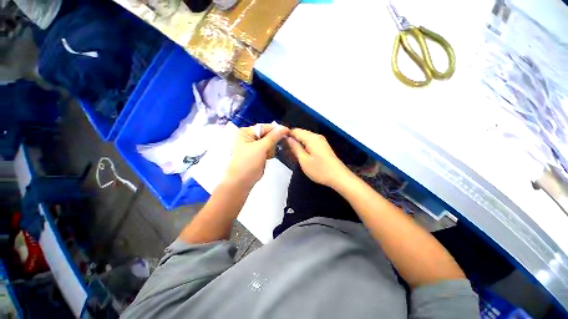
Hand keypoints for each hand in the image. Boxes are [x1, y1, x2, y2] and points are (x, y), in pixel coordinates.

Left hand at [224, 124, 288, 188]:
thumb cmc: (248, 163)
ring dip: (271, 149)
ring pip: (270, 142)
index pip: (264, 127)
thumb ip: (273, 137)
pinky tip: (267, 158)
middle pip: (268, 134)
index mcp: (246, 132)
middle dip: (271, 142)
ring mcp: (254, 145)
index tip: (288, 131)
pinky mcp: (259, 153)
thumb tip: (284, 128)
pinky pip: (269, 149)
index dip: (276, 129)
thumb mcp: (260, 148)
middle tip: (268, 151)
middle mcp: (250, 137)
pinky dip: (270, 153)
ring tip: (266, 156)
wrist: (242, 181)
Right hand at [287, 128, 352, 188]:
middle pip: (301, 133)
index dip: (287, 134)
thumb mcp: (304, 160)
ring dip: (298, 143)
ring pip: (306, 138)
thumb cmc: (320, 170)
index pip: (295, 131)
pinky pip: (311, 142)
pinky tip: (301, 153)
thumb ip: (295, 147)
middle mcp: (317, 136)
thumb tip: (288, 138)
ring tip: (291, 152)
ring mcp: (321, 141)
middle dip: (292, 139)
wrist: (339, 177)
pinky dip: (304, 146)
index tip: (280, 141)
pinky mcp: (323, 146)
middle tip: (285, 149)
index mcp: (311, 138)